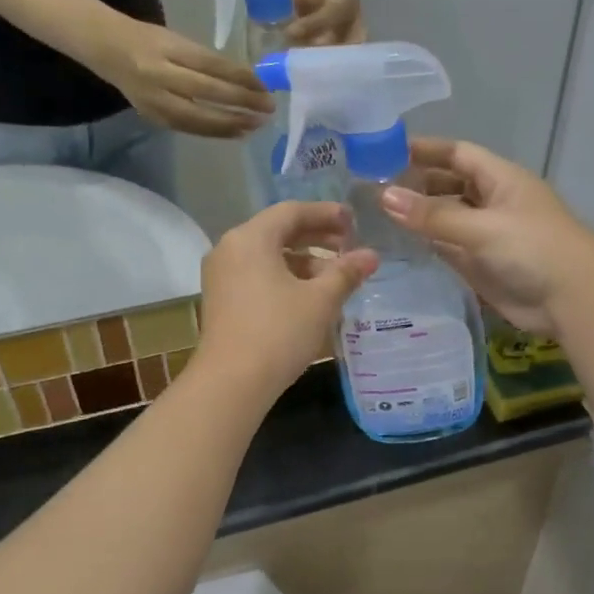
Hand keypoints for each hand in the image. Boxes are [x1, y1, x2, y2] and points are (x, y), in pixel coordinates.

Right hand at [87, 16, 275, 136]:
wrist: (105, 48)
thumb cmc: (148, 40)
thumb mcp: (177, 40)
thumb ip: (206, 60)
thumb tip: (246, 80)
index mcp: (167, 49)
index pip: (211, 65)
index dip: (240, 77)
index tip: (264, 86)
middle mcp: (159, 75)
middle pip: (206, 92)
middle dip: (241, 103)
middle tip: (267, 109)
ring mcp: (154, 100)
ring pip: (197, 117)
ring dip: (230, 124)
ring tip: (255, 126)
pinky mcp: (153, 117)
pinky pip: (188, 128)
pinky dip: (213, 131)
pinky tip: (235, 133)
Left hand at [192, 202, 378, 399]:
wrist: (232, 382)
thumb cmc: (279, 333)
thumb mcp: (320, 300)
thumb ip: (346, 272)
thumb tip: (371, 255)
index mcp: (251, 238)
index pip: (292, 211)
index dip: (326, 214)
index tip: (354, 222)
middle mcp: (230, 248)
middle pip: (278, 231)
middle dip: (316, 237)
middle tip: (349, 246)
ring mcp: (221, 275)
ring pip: (268, 255)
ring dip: (303, 260)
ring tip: (336, 276)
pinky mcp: (221, 299)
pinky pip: (257, 274)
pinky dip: (284, 276)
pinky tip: (310, 295)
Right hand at [380, 138, 593, 337]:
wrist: (572, 300)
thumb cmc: (533, 250)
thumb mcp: (482, 227)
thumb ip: (433, 215)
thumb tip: (384, 197)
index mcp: (501, 179)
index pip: (457, 154)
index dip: (425, 150)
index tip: (385, 151)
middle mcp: (492, 202)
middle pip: (449, 184)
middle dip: (417, 183)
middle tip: (372, 187)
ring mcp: (486, 234)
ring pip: (446, 217)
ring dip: (418, 215)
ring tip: (376, 214)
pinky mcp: (481, 265)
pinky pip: (448, 247)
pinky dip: (426, 244)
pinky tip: (398, 244)